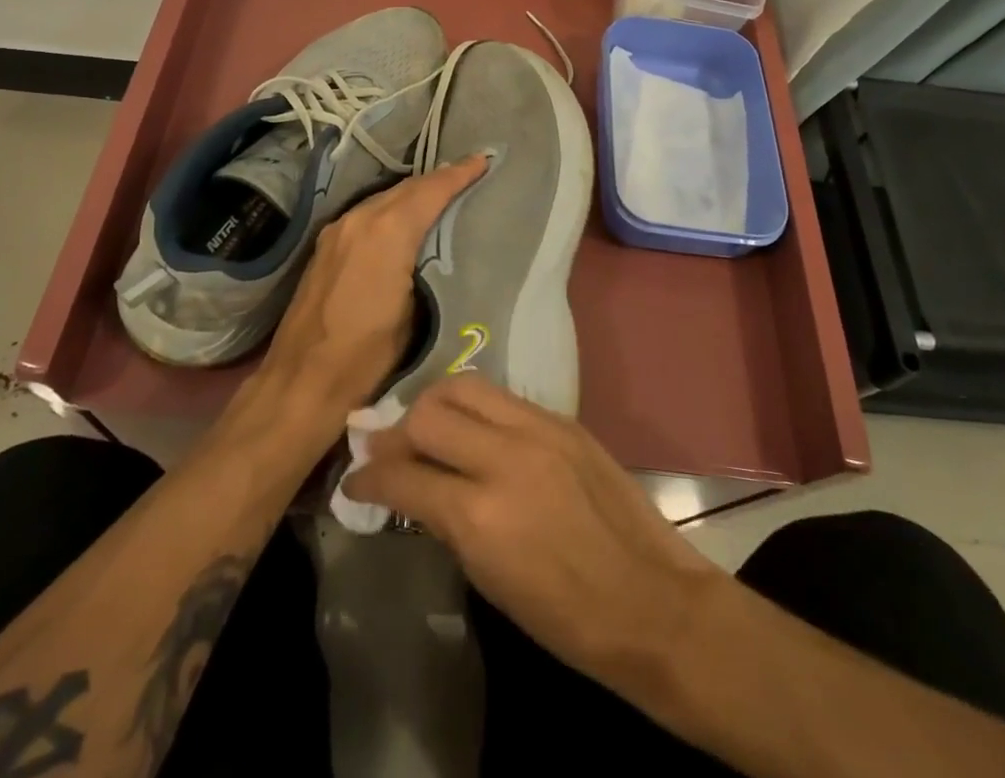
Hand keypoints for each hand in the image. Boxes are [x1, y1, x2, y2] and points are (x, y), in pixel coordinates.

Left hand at [257, 155, 487, 419]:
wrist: (302, 380)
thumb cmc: (367, 355)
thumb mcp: (415, 313)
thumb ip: (428, 267)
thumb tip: (441, 248)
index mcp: (387, 232)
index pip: (430, 191)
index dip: (459, 174)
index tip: (483, 161)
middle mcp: (360, 219)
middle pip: (406, 187)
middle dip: (438, 179)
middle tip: (468, 174)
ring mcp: (338, 230)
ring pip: (384, 197)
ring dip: (413, 192)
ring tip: (442, 193)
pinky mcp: (326, 245)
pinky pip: (367, 212)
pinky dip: (391, 208)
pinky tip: (403, 219)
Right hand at [342, 375, 724, 682]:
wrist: (650, 601)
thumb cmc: (566, 616)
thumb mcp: (489, 578)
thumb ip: (448, 521)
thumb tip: (415, 488)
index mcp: (479, 515)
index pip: (404, 475)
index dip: (369, 478)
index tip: (354, 481)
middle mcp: (503, 457)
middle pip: (427, 415)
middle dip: (396, 432)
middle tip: (386, 448)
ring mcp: (537, 429)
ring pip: (464, 387)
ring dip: (433, 404)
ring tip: (424, 423)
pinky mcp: (562, 419)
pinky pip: (502, 397)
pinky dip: (475, 408)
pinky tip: (471, 427)